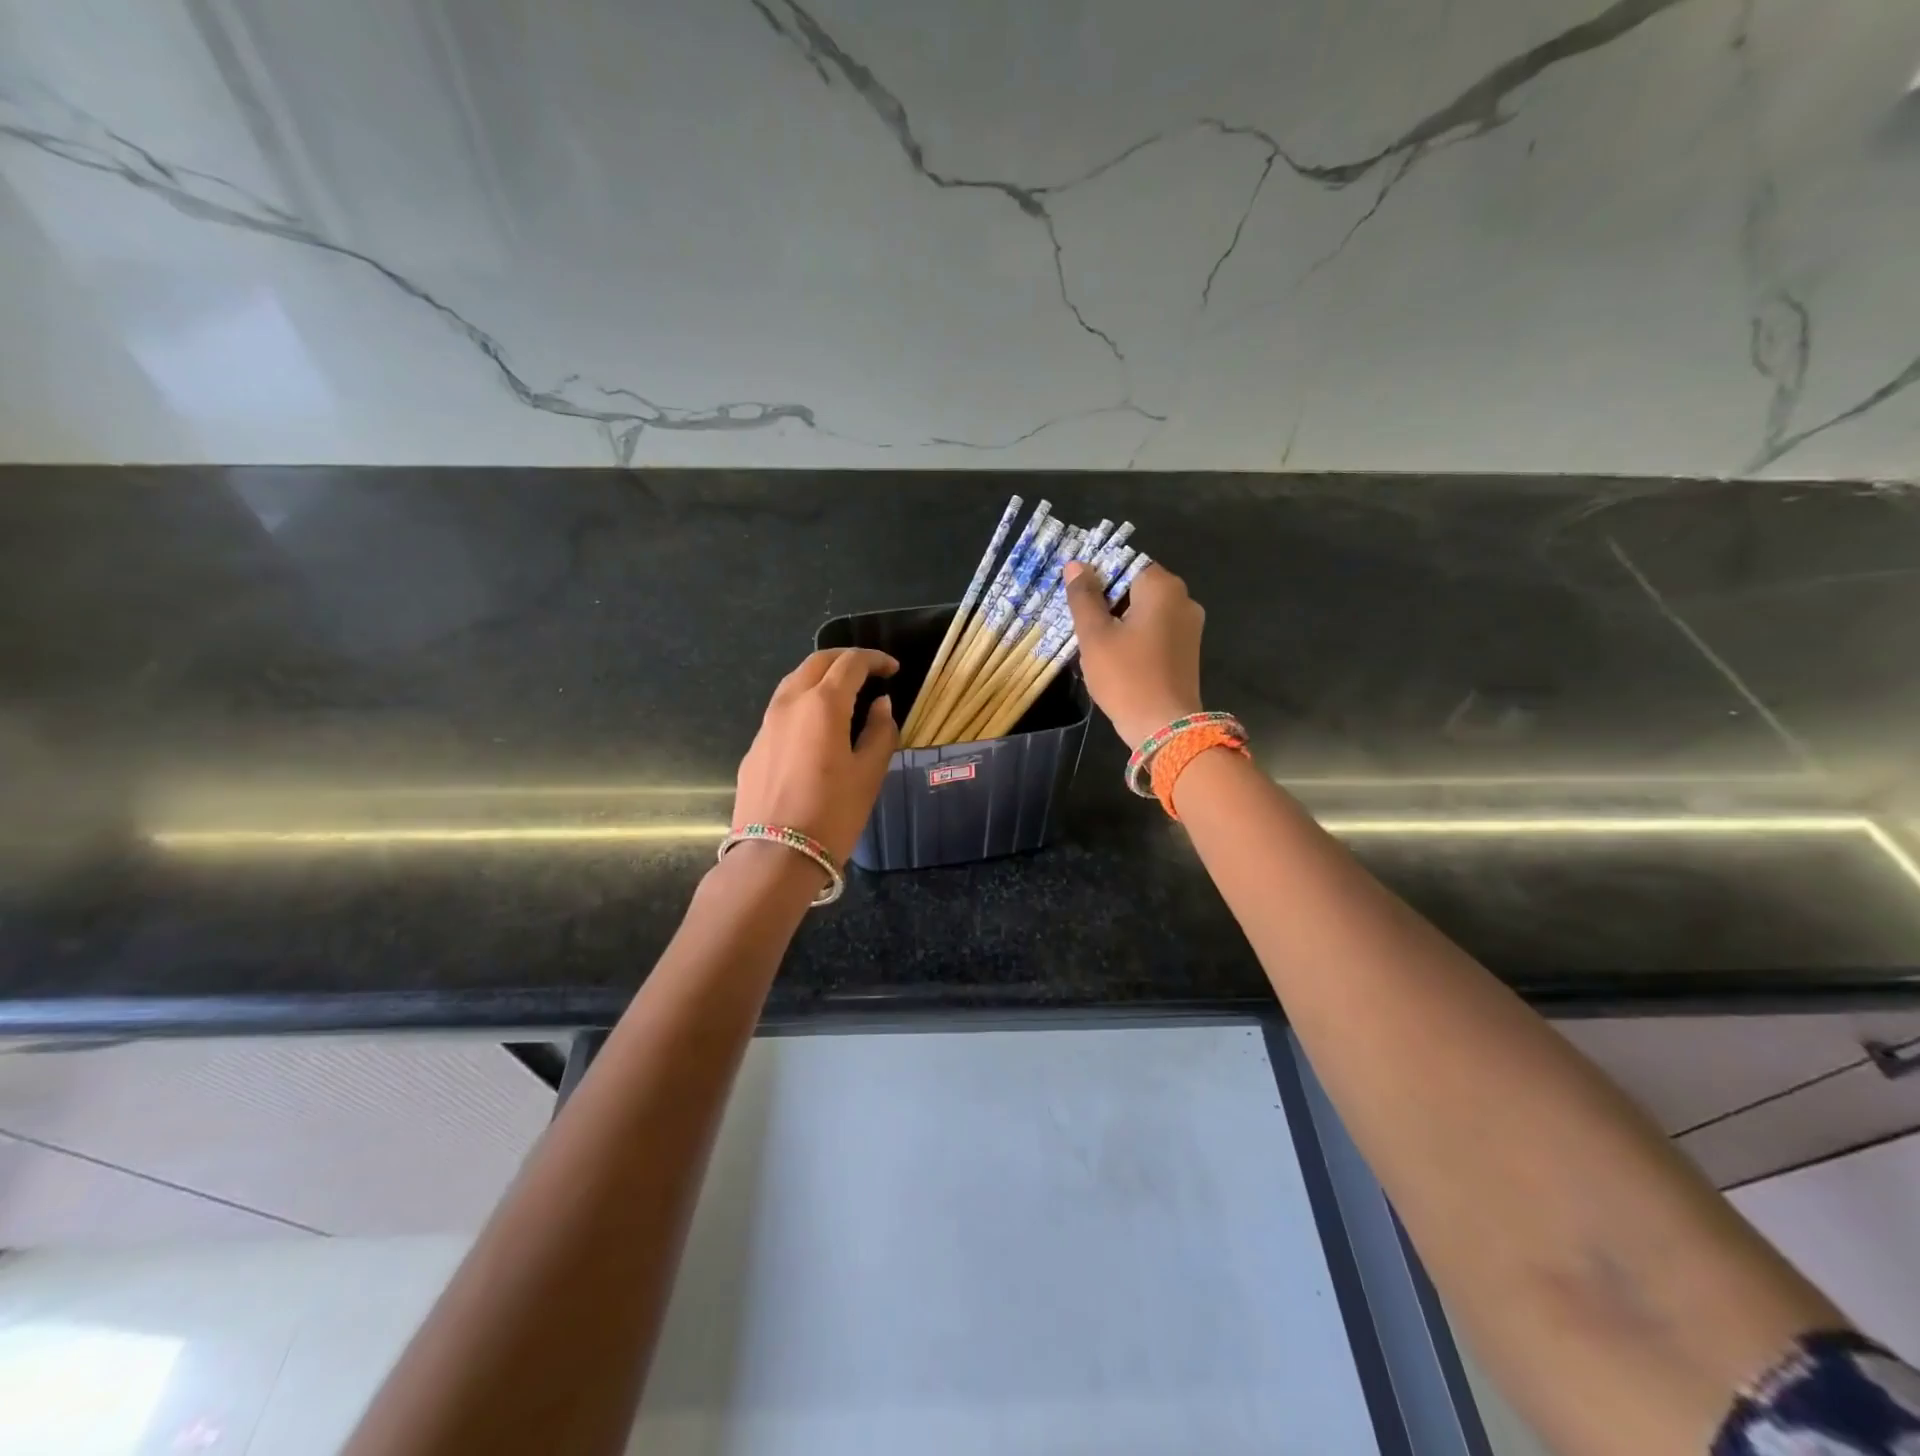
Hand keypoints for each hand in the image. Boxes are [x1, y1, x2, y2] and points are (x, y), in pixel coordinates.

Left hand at [734, 648, 898, 864]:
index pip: (850, 664)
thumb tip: (881, 706)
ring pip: (794, 682)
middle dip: (845, 660)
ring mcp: (766, 725)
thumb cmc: (832, 814)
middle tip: (869, 672)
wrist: (774, 856)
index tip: (893, 669)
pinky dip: (804, 703)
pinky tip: (817, 728)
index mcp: (822, 704)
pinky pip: (782, 710)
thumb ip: (880, 732)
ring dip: (821, 678)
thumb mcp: (869, 774)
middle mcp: (789, 704)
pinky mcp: (754, 748)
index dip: (875, 660)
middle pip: (816, 663)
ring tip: (844, 694)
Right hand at [1063, 561, 1205, 746]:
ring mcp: (1189, 626)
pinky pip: (1155, 630)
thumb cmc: (1126, 676)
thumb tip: (1075, 565)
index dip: (1097, 576)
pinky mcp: (1187, 650)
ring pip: (1144, 611)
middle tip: (1079, 622)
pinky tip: (1114, 657)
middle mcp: (1183, 599)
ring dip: (1118, 620)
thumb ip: (1084, 597)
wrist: (1164, 727)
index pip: (1125, 563)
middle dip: (1106, 601)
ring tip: (1092, 642)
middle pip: (1136, 587)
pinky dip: (1134, 636)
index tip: (1075, 597)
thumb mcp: (1095, 636)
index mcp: (1162, 587)